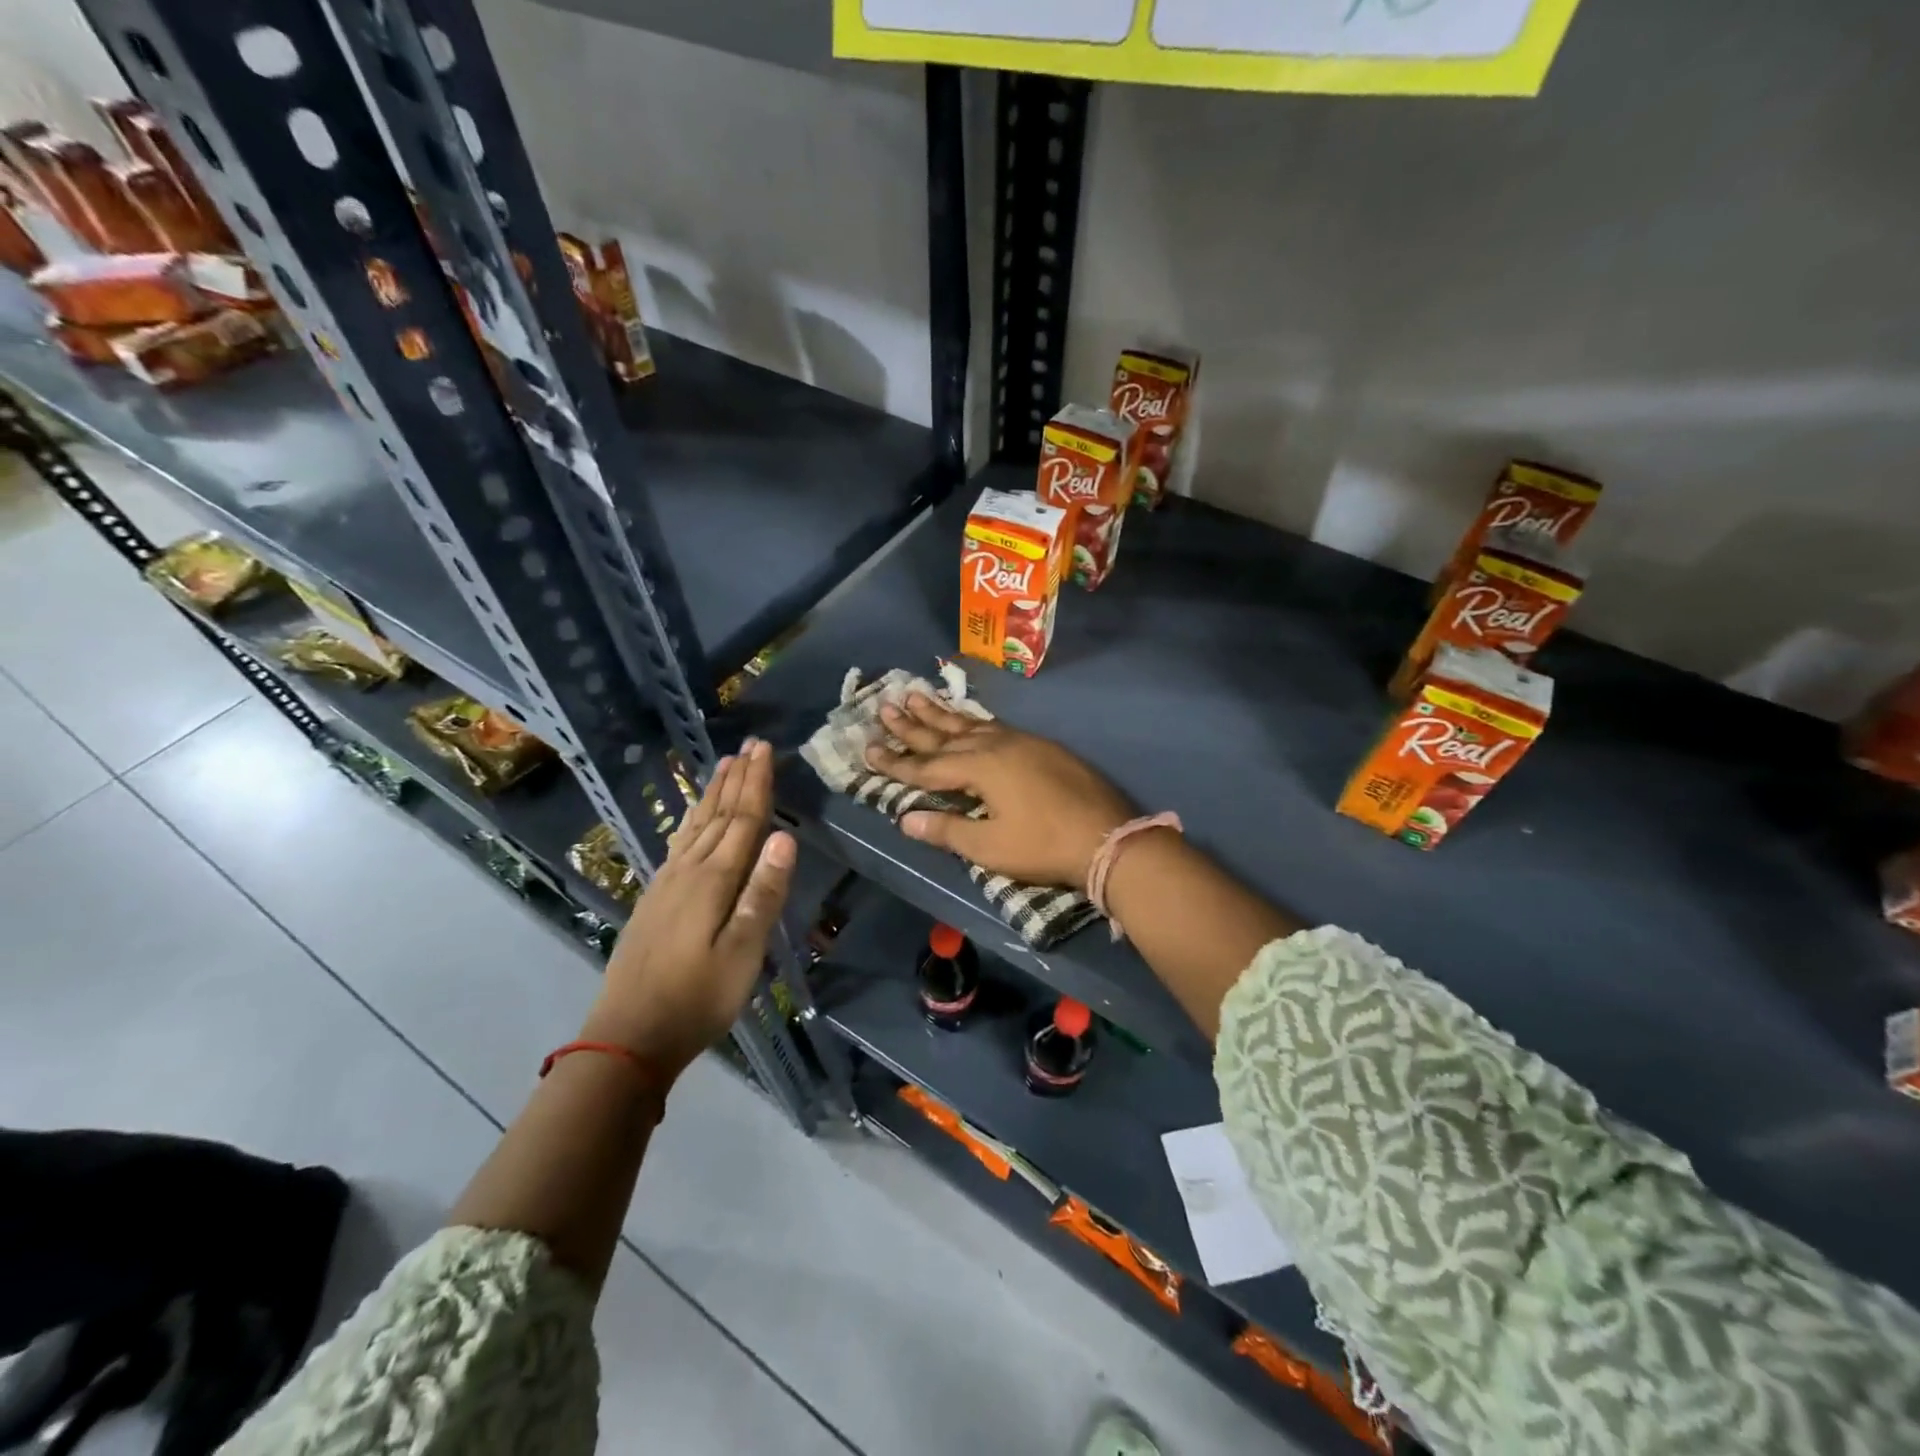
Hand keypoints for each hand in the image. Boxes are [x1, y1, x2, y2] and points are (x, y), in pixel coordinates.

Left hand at [587, 740, 795, 1079]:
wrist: (627, 1036)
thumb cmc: (697, 998)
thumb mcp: (743, 952)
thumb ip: (763, 893)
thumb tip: (784, 835)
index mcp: (713, 880)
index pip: (742, 820)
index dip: (756, 784)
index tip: (764, 749)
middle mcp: (688, 872)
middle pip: (718, 816)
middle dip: (736, 779)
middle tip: (749, 746)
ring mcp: (666, 885)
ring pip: (695, 827)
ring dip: (712, 795)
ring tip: (723, 767)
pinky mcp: (654, 901)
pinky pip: (678, 844)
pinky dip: (690, 822)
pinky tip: (691, 821)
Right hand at [865, 693, 1132, 888]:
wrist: (1108, 837)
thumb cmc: (1044, 845)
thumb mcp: (991, 847)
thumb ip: (947, 829)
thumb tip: (905, 819)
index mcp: (980, 768)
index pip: (927, 766)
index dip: (896, 761)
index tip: (867, 749)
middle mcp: (996, 745)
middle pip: (945, 734)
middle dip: (912, 724)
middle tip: (884, 706)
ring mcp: (1021, 741)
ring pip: (970, 724)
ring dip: (941, 714)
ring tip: (915, 695)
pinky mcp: (1041, 746)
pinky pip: (994, 726)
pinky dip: (972, 722)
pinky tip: (968, 720)